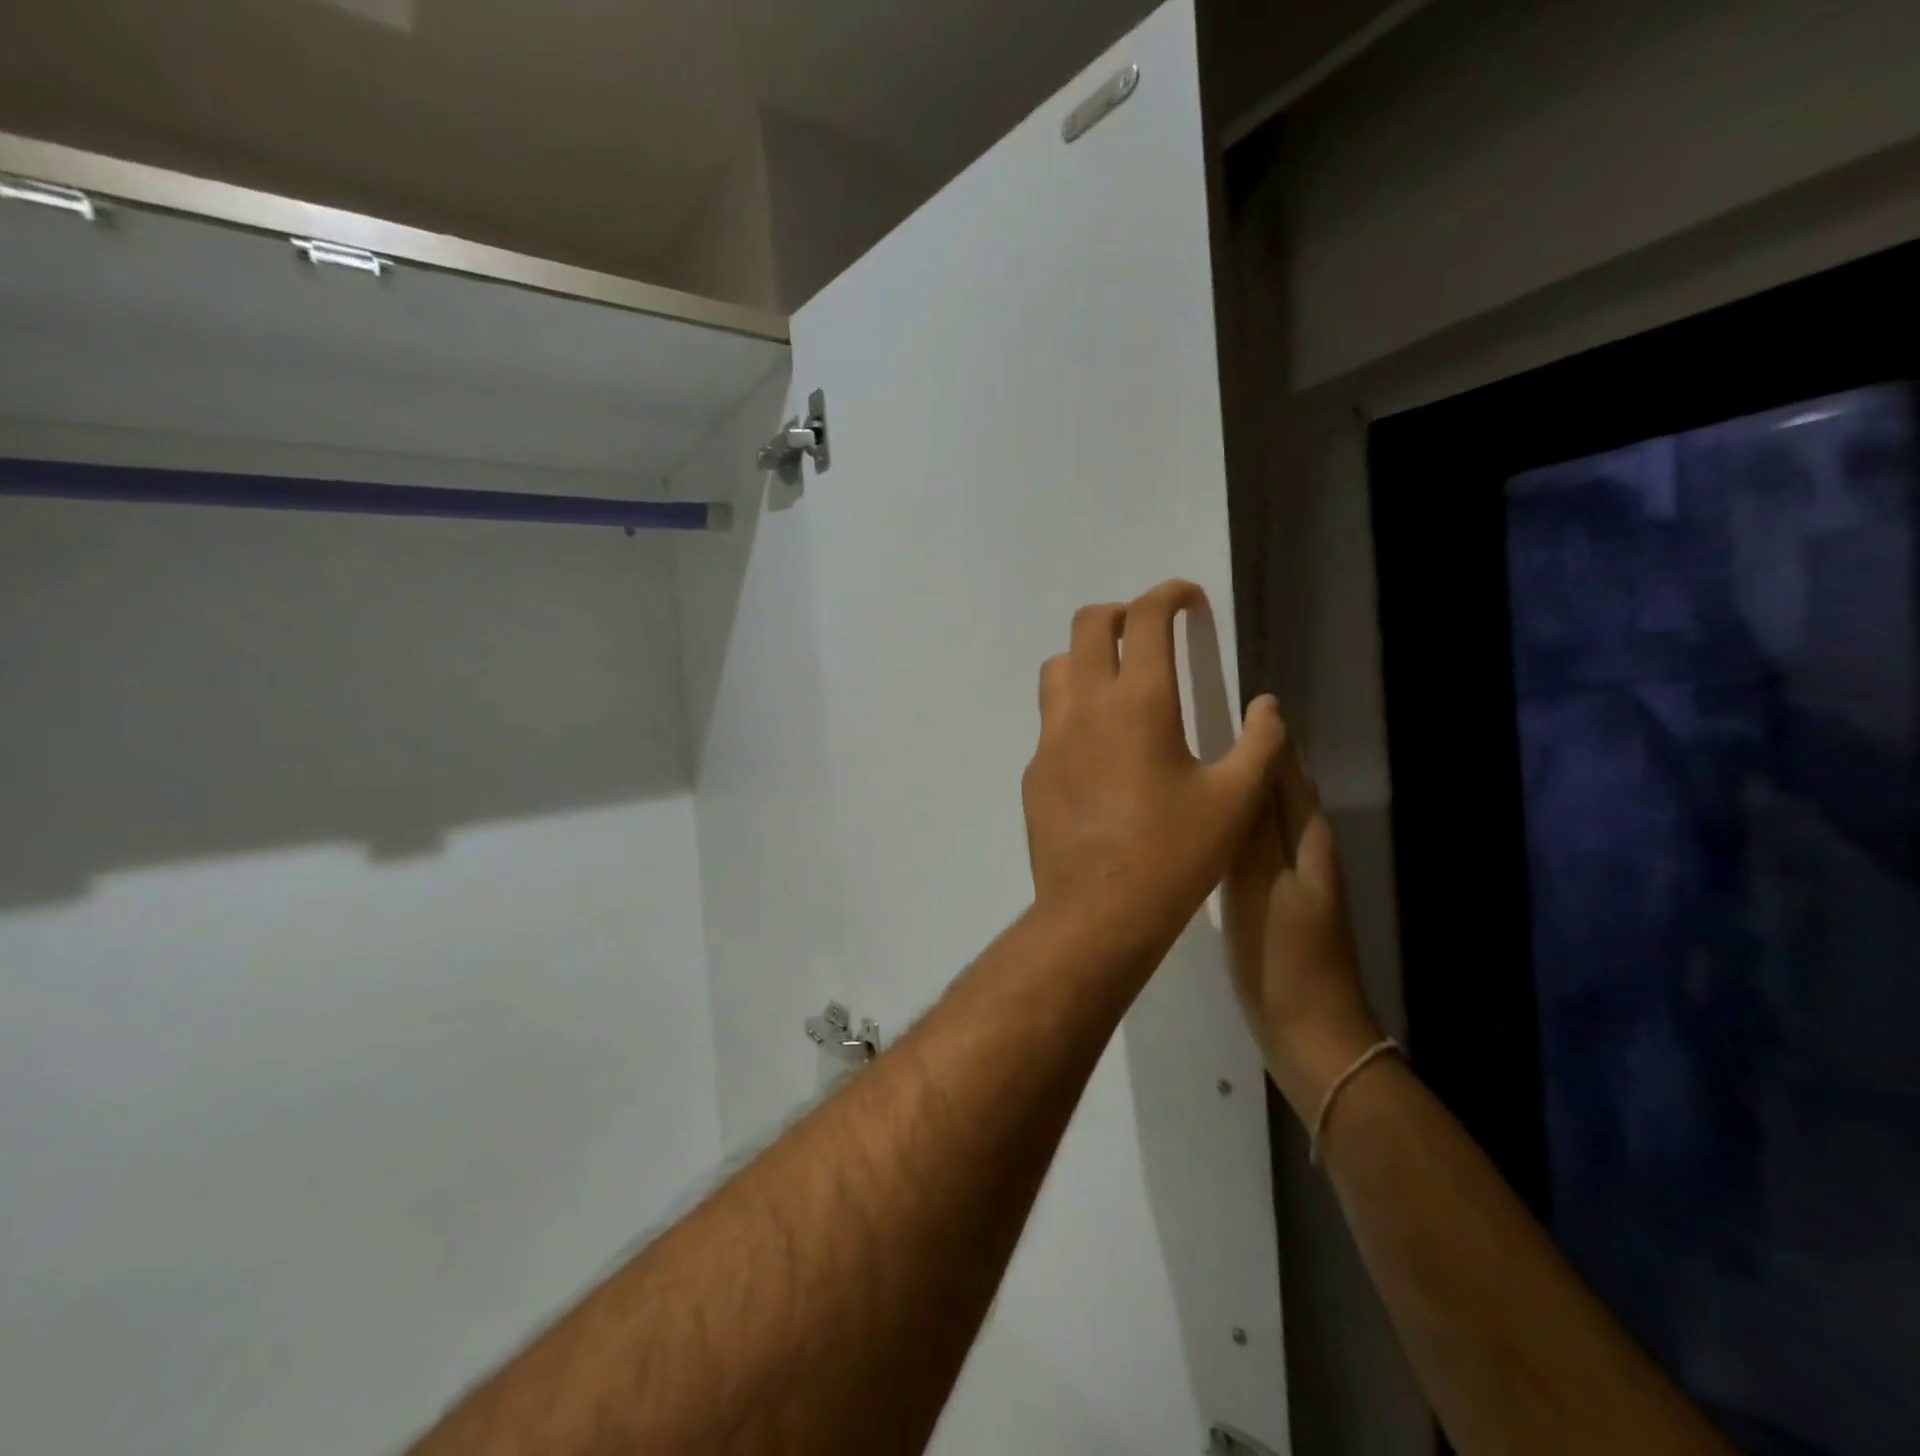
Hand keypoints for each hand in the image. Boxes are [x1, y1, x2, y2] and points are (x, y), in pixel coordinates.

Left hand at [1022, 581, 1285, 966]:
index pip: (1145, 618)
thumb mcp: (1235, 801)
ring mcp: (1050, 739)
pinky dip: (1074, 712)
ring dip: (1085, 658)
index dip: (1168, 594)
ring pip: (1057, 668)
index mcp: (1138, 703)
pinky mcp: (1033, 771)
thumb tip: (1268, 707)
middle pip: (1087, 625)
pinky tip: (1099, 753)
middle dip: (1120, 614)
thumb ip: (1261, 744)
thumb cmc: (1174, 855)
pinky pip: (1049, 722)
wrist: (1098, 912)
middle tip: (1147, 633)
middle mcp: (1085, 707)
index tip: (1186, 598)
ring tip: (1117, 684)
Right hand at [1223, 706, 1383, 1120]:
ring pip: (1266, 816)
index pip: (1287, 769)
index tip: (1241, 701)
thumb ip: (1253, 823)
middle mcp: (1305, 848)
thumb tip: (1255, 756)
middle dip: (1254, 755)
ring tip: (1199, 768)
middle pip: (1280, 788)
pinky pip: (1253, 846)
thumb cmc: (1284, 956)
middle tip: (1206, 729)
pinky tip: (1206, 830)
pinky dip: (1233, 826)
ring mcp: (1293, 878)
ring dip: (1241, 788)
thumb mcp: (1262, 884)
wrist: (1311, 1034)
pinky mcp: (1276, 902)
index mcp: (1305, 837)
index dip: (1269, 735)